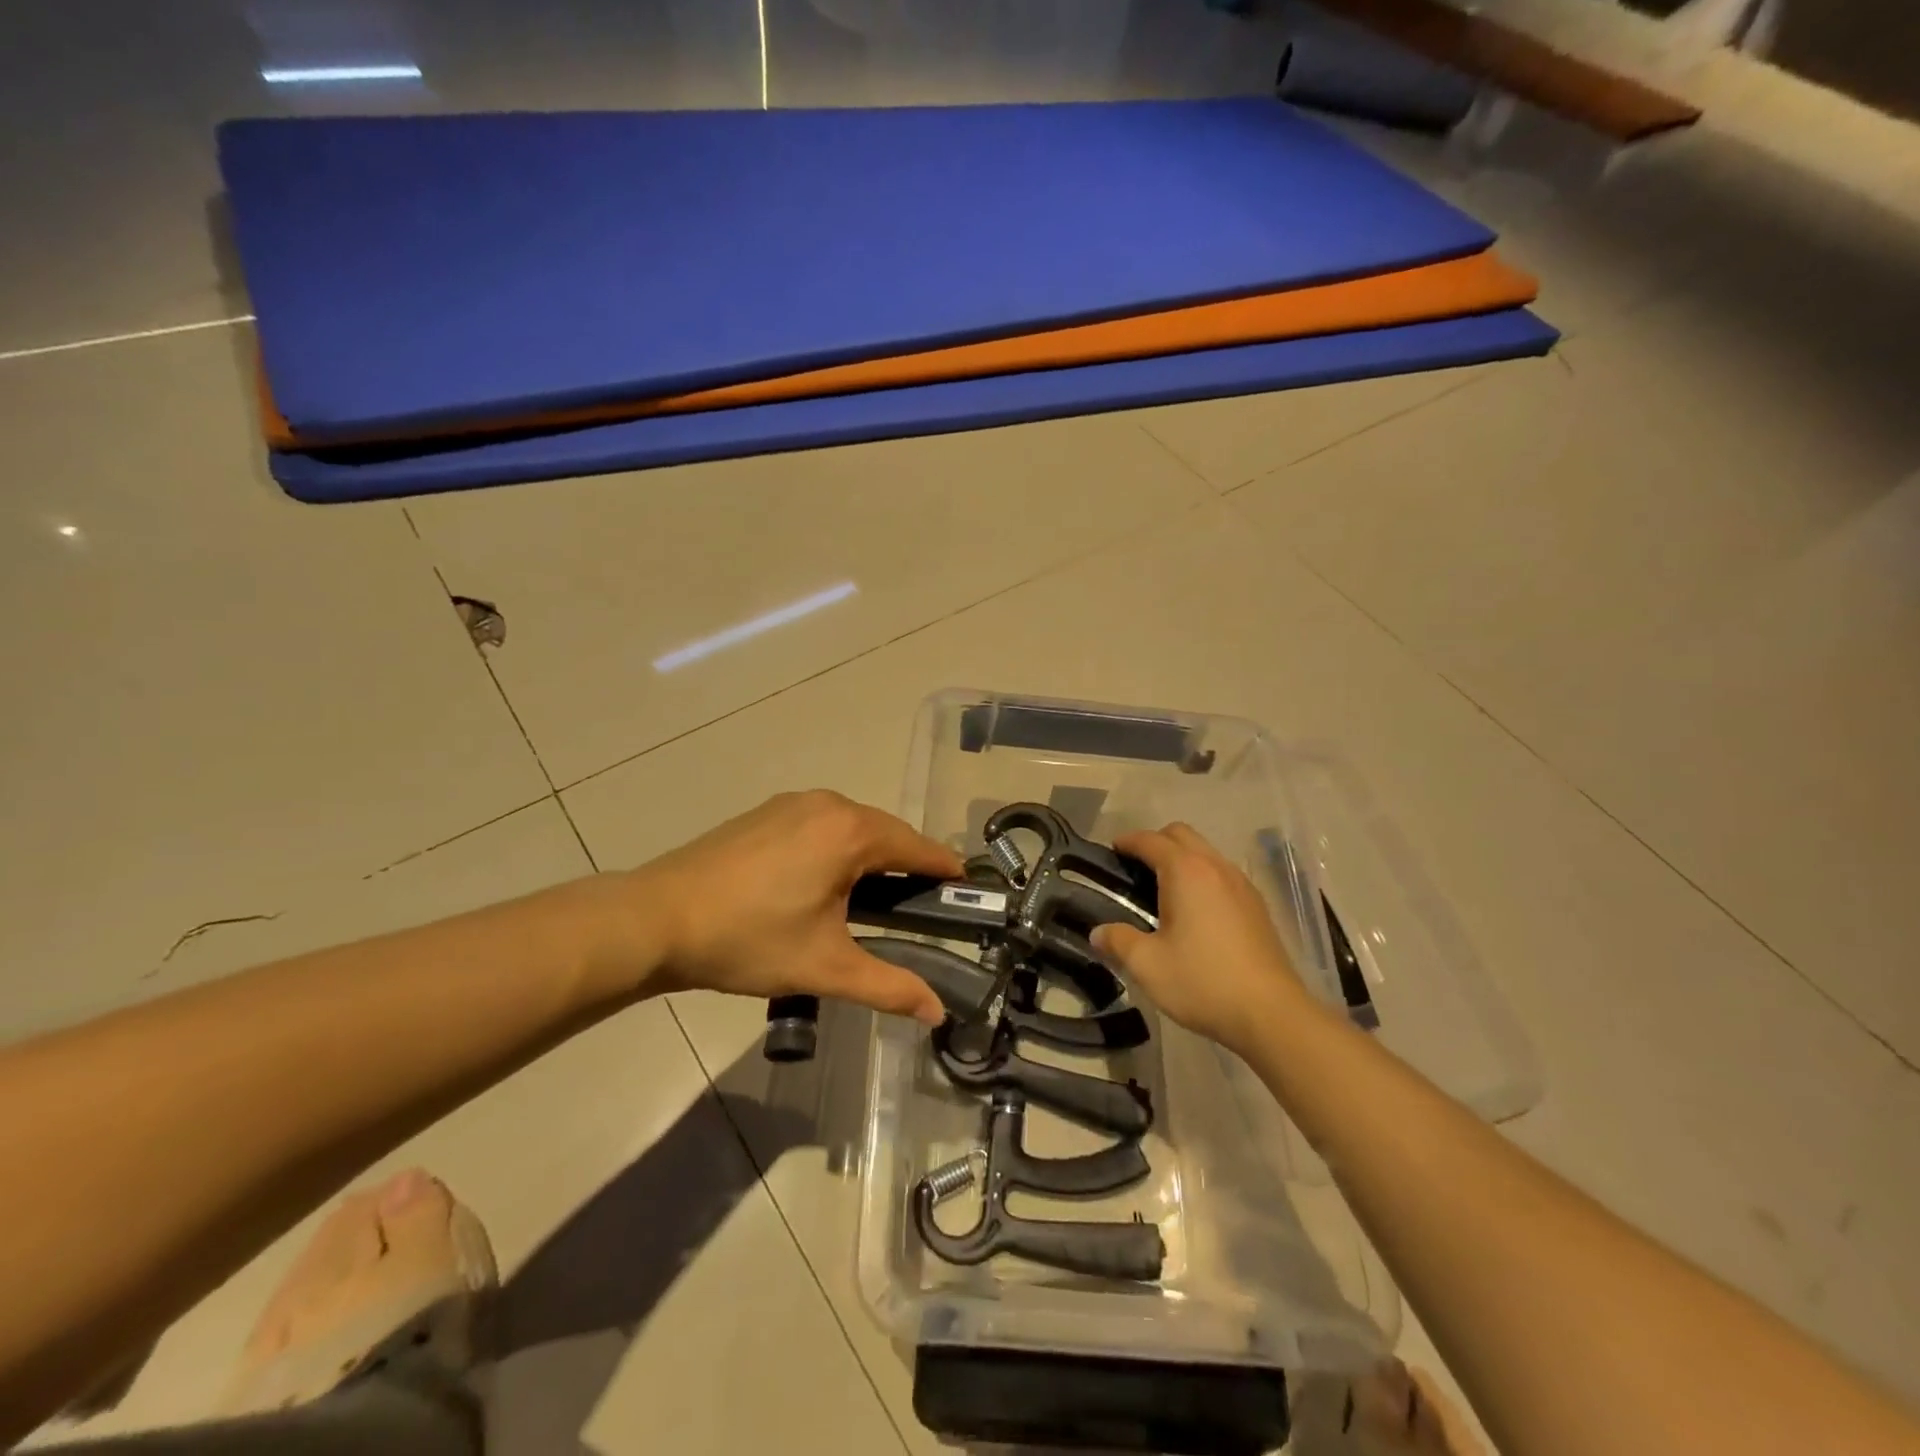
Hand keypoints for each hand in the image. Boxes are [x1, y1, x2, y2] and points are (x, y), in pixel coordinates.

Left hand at [635, 790, 961, 1021]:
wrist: (656, 919)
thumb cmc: (749, 940)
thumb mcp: (825, 967)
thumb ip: (888, 986)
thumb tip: (937, 1012)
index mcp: (851, 832)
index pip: (918, 847)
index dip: (946, 869)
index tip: (967, 890)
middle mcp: (828, 804)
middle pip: (886, 832)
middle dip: (908, 864)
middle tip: (922, 905)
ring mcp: (792, 804)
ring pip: (852, 826)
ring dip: (871, 855)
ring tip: (875, 898)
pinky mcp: (765, 813)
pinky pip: (821, 824)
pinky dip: (837, 848)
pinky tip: (825, 881)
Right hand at [1091, 823, 1309, 1055]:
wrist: (1272, 1014)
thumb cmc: (1203, 982)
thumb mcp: (1147, 965)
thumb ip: (1118, 941)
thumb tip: (1098, 933)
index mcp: (1186, 872)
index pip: (1150, 840)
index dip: (1127, 842)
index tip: (1111, 852)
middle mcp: (1215, 867)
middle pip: (1181, 835)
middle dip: (1155, 842)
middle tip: (1135, 870)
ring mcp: (1241, 885)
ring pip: (1206, 852)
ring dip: (1182, 859)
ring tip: (1163, 892)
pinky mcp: (1257, 906)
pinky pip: (1222, 874)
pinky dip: (1202, 877)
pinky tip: (1195, 912)